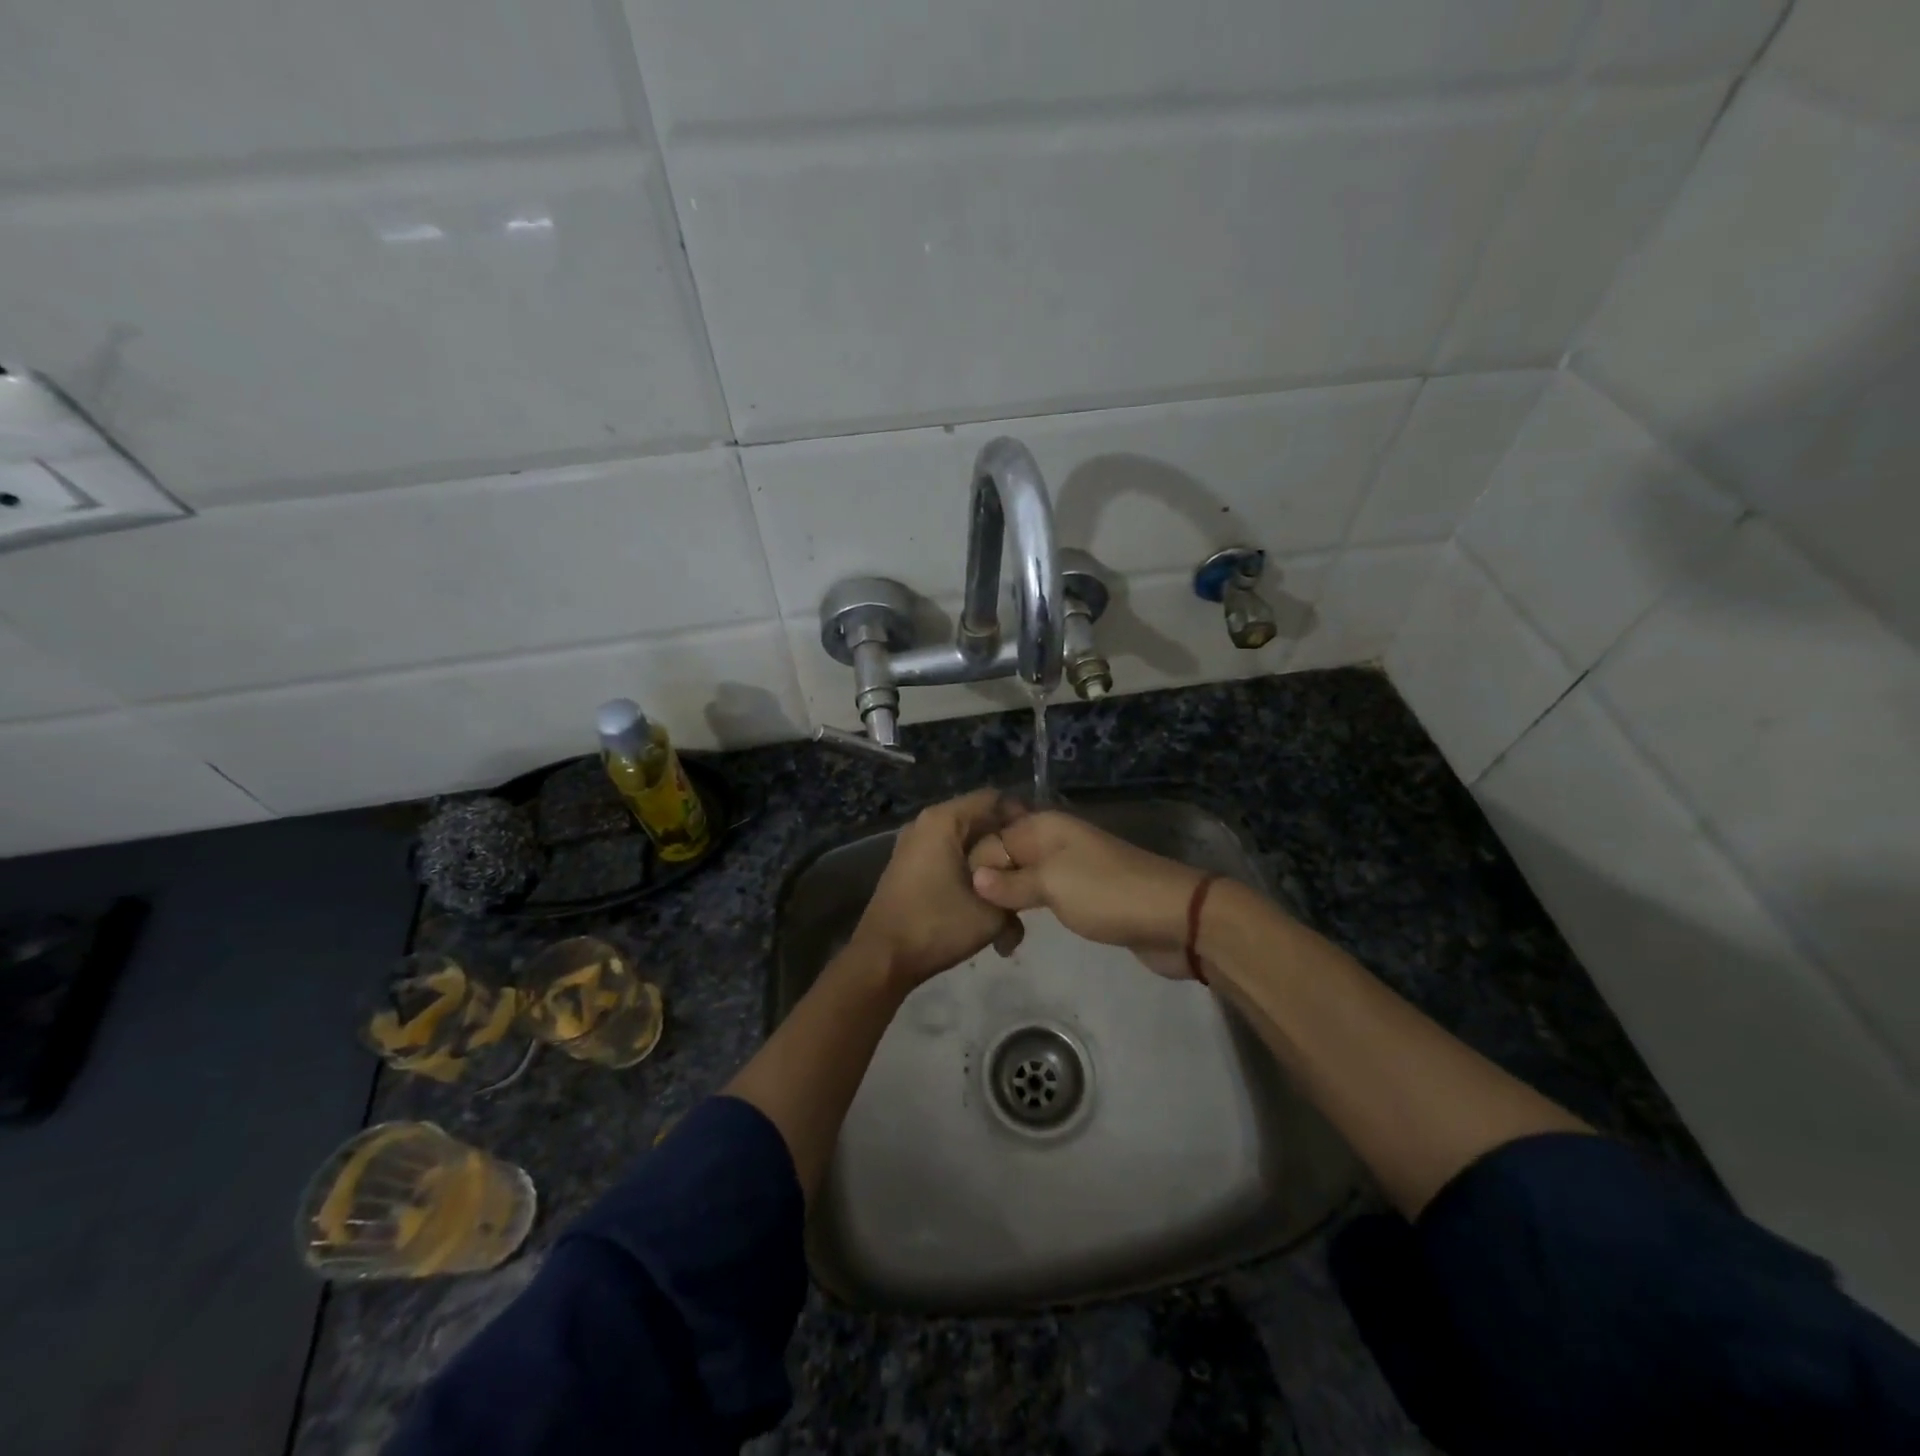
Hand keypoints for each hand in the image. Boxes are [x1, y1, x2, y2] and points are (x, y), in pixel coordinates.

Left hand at [848, 789, 1021, 987]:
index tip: (1042, 845)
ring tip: (1012, 893)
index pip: (994, 799)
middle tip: (1032, 871)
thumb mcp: (992, 912)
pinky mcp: (909, 867)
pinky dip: (970, 874)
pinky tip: (987, 904)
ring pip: (965, 844)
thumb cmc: (937, 926)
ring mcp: (914, 845)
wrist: (883, 959)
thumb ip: (1016, 888)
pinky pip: (949, 858)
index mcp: (943, 820)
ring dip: (989, 866)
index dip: (1022, 817)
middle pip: (979, 821)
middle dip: (1007, 847)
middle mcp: (926, 824)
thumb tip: (1027, 882)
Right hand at [967, 809, 1207, 975]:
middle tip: (976, 923)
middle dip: (988, 885)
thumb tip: (974, 878)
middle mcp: (1053, 840)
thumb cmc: (1107, 894)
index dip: (975, 868)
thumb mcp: (1052, 885)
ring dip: (1007, 901)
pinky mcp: (1082, 893)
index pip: (992, 840)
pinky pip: (1043, 896)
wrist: (1173, 917)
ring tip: (994, 933)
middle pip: (1006, 857)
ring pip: (1024, 878)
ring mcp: (1069, 867)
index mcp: (1043, 826)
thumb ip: (1011, 882)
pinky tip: (1015, 931)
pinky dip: (1028, 910)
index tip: (963, 902)